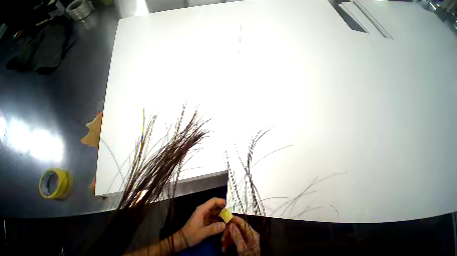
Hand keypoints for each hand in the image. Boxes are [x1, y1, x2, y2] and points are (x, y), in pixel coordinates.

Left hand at [179, 198, 226, 248]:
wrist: (182, 240)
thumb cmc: (191, 234)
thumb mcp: (202, 233)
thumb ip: (213, 228)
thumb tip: (224, 225)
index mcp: (202, 209)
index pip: (213, 201)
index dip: (220, 201)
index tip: (228, 204)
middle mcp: (204, 210)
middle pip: (215, 205)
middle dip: (222, 208)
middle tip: (230, 213)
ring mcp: (204, 214)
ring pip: (215, 211)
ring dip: (221, 214)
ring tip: (228, 218)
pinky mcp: (205, 219)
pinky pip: (213, 216)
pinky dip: (218, 218)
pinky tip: (223, 223)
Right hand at [221, 216, 259, 254]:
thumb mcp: (242, 248)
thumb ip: (237, 236)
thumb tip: (231, 224)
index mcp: (252, 233)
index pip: (242, 222)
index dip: (234, 219)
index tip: (225, 218)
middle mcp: (249, 234)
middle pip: (237, 228)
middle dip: (228, 232)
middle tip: (221, 238)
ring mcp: (245, 239)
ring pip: (234, 234)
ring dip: (227, 238)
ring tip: (222, 245)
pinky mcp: (241, 244)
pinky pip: (234, 240)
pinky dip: (228, 243)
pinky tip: (224, 248)